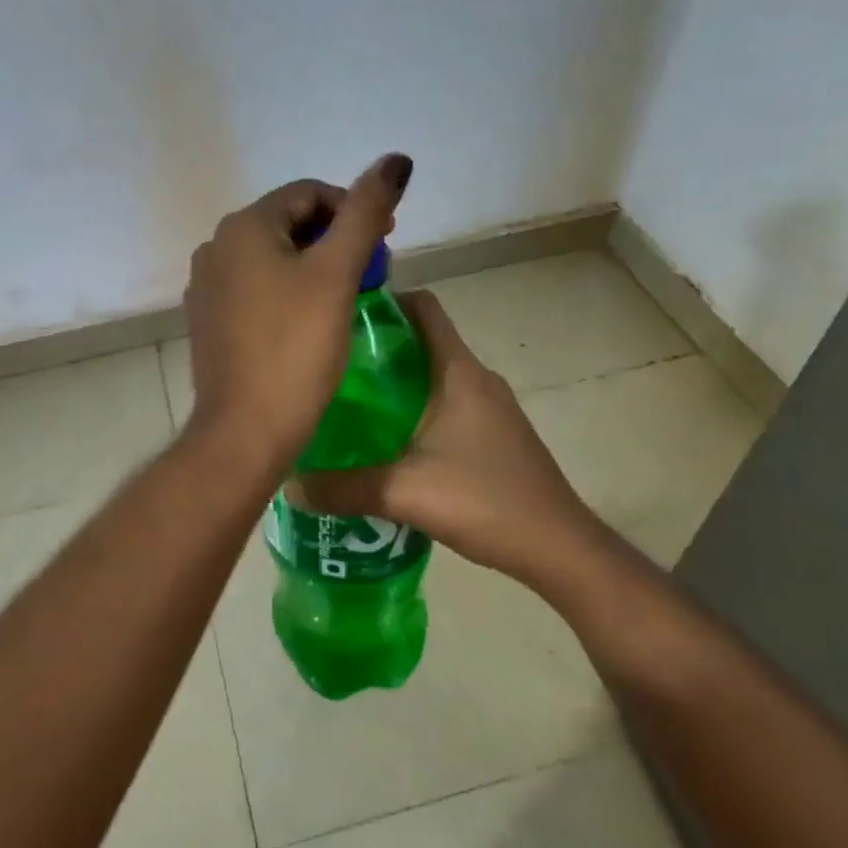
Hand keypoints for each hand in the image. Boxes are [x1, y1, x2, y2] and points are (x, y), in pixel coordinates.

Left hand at [182, 154, 412, 467]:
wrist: (244, 432)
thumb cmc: (294, 349)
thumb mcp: (336, 275)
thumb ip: (365, 213)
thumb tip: (396, 159)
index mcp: (242, 227)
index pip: (308, 193)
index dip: (353, 209)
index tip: (388, 240)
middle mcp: (215, 248)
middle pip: (289, 224)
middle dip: (335, 238)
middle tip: (373, 270)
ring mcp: (207, 287)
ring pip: (273, 258)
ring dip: (314, 265)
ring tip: (348, 295)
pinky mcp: (209, 322)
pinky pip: (256, 289)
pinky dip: (289, 291)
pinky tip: (311, 320)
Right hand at [295, 290, 602, 586]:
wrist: (559, 547)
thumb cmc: (485, 501)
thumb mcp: (405, 494)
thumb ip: (344, 488)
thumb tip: (289, 483)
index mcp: (458, 372)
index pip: (423, 307)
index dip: (384, 300)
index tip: (341, 316)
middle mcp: (476, 377)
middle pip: (422, 340)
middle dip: (377, 346)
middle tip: (330, 366)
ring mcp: (490, 406)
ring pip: (433, 374)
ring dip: (395, 381)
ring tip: (349, 403)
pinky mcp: (494, 432)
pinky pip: (446, 402)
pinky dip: (415, 407)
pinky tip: (387, 442)